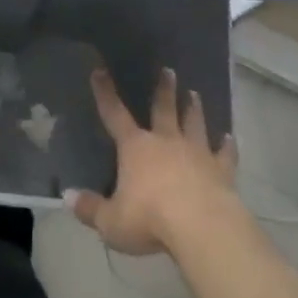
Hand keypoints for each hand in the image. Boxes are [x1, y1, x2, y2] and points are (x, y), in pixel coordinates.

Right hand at [67, 66, 239, 255]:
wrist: (201, 227)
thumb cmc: (150, 220)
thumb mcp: (111, 221)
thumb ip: (91, 209)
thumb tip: (68, 197)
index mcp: (135, 148)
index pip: (114, 115)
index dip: (105, 93)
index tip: (100, 71)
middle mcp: (166, 142)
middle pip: (164, 109)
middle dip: (164, 90)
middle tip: (168, 70)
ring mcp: (196, 153)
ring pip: (194, 123)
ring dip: (193, 109)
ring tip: (194, 93)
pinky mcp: (221, 170)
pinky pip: (224, 154)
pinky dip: (227, 145)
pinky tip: (230, 137)